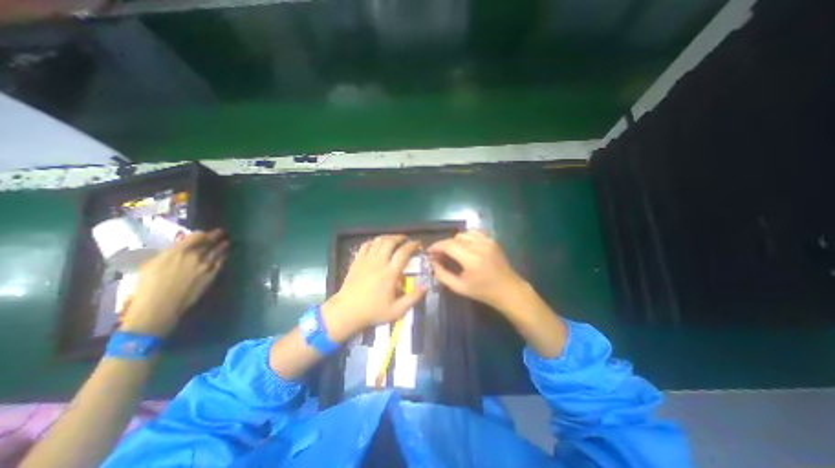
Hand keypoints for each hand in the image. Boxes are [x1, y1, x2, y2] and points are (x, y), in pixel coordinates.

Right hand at [117, 228, 226, 335]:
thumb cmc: (147, 286)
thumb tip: (177, 251)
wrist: (160, 305)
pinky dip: (222, 258)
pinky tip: (224, 256)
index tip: (205, 233)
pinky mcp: (212, 275)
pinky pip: (220, 263)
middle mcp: (195, 256)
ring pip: (218, 252)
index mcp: (177, 252)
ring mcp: (206, 265)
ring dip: (222, 246)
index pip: (196, 236)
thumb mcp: (150, 265)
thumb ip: (167, 255)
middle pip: (209, 243)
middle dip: (216, 236)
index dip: (202, 234)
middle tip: (221, 232)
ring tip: (226, 242)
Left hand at [322, 236, 426, 337]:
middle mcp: (379, 262)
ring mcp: (366, 260)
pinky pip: (365, 245)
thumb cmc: (373, 311)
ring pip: (378, 240)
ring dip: (388, 237)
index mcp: (390, 273)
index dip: (412, 245)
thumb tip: (425, 286)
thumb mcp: (397, 310)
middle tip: (406, 240)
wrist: (346, 311)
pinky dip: (373, 241)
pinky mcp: (357, 261)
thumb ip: (412, 298)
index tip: (418, 244)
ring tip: (393, 240)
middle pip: (390, 241)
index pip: (403, 252)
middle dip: (400, 238)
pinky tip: (377, 245)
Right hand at [426, 228, 523, 312]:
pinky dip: (466, 237)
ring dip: (454, 241)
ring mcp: (487, 241)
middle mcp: (479, 246)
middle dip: (444, 245)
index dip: (436, 246)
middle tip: (439, 255)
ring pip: (463, 234)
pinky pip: (474, 233)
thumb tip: (432, 262)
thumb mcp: (459, 287)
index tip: (429, 251)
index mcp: (471, 259)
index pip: (448, 245)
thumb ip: (442, 274)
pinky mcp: (492, 240)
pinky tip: (464, 246)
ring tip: (452, 252)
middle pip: (455, 238)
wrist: (508, 290)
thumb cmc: (483, 292)